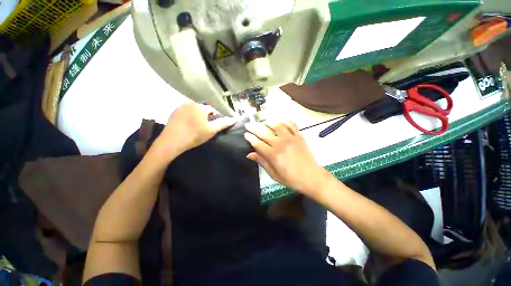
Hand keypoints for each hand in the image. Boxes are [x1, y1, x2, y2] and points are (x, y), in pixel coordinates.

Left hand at [154, 103, 235, 160]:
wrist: (171, 142)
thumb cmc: (194, 136)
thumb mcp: (211, 130)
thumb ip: (223, 124)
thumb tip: (234, 119)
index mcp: (200, 106)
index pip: (212, 110)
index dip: (214, 119)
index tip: (212, 128)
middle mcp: (190, 103)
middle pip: (203, 110)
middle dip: (206, 117)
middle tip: (204, 129)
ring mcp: (180, 107)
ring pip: (194, 111)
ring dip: (197, 117)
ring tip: (196, 128)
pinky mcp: (173, 112)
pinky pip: (186, 113)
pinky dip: (189, 117)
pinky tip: (187, 127)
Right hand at [244, 121, 329, 196]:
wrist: (312, 177)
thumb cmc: (291, 179)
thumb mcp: (274, 174)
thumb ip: (262, 162)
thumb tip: (250, 154)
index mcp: (273, 155)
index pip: (258, 143)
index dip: (250, 138)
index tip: (245, 134)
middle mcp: (280, 144)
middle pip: (264, 133)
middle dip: (254, 128)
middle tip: (248, 124)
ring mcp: (291, 138)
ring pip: (277, 125)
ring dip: (269, 122)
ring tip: (264, 121)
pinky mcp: (299, 137)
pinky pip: (292, 125)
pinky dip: (286, 121)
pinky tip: (281, 121)